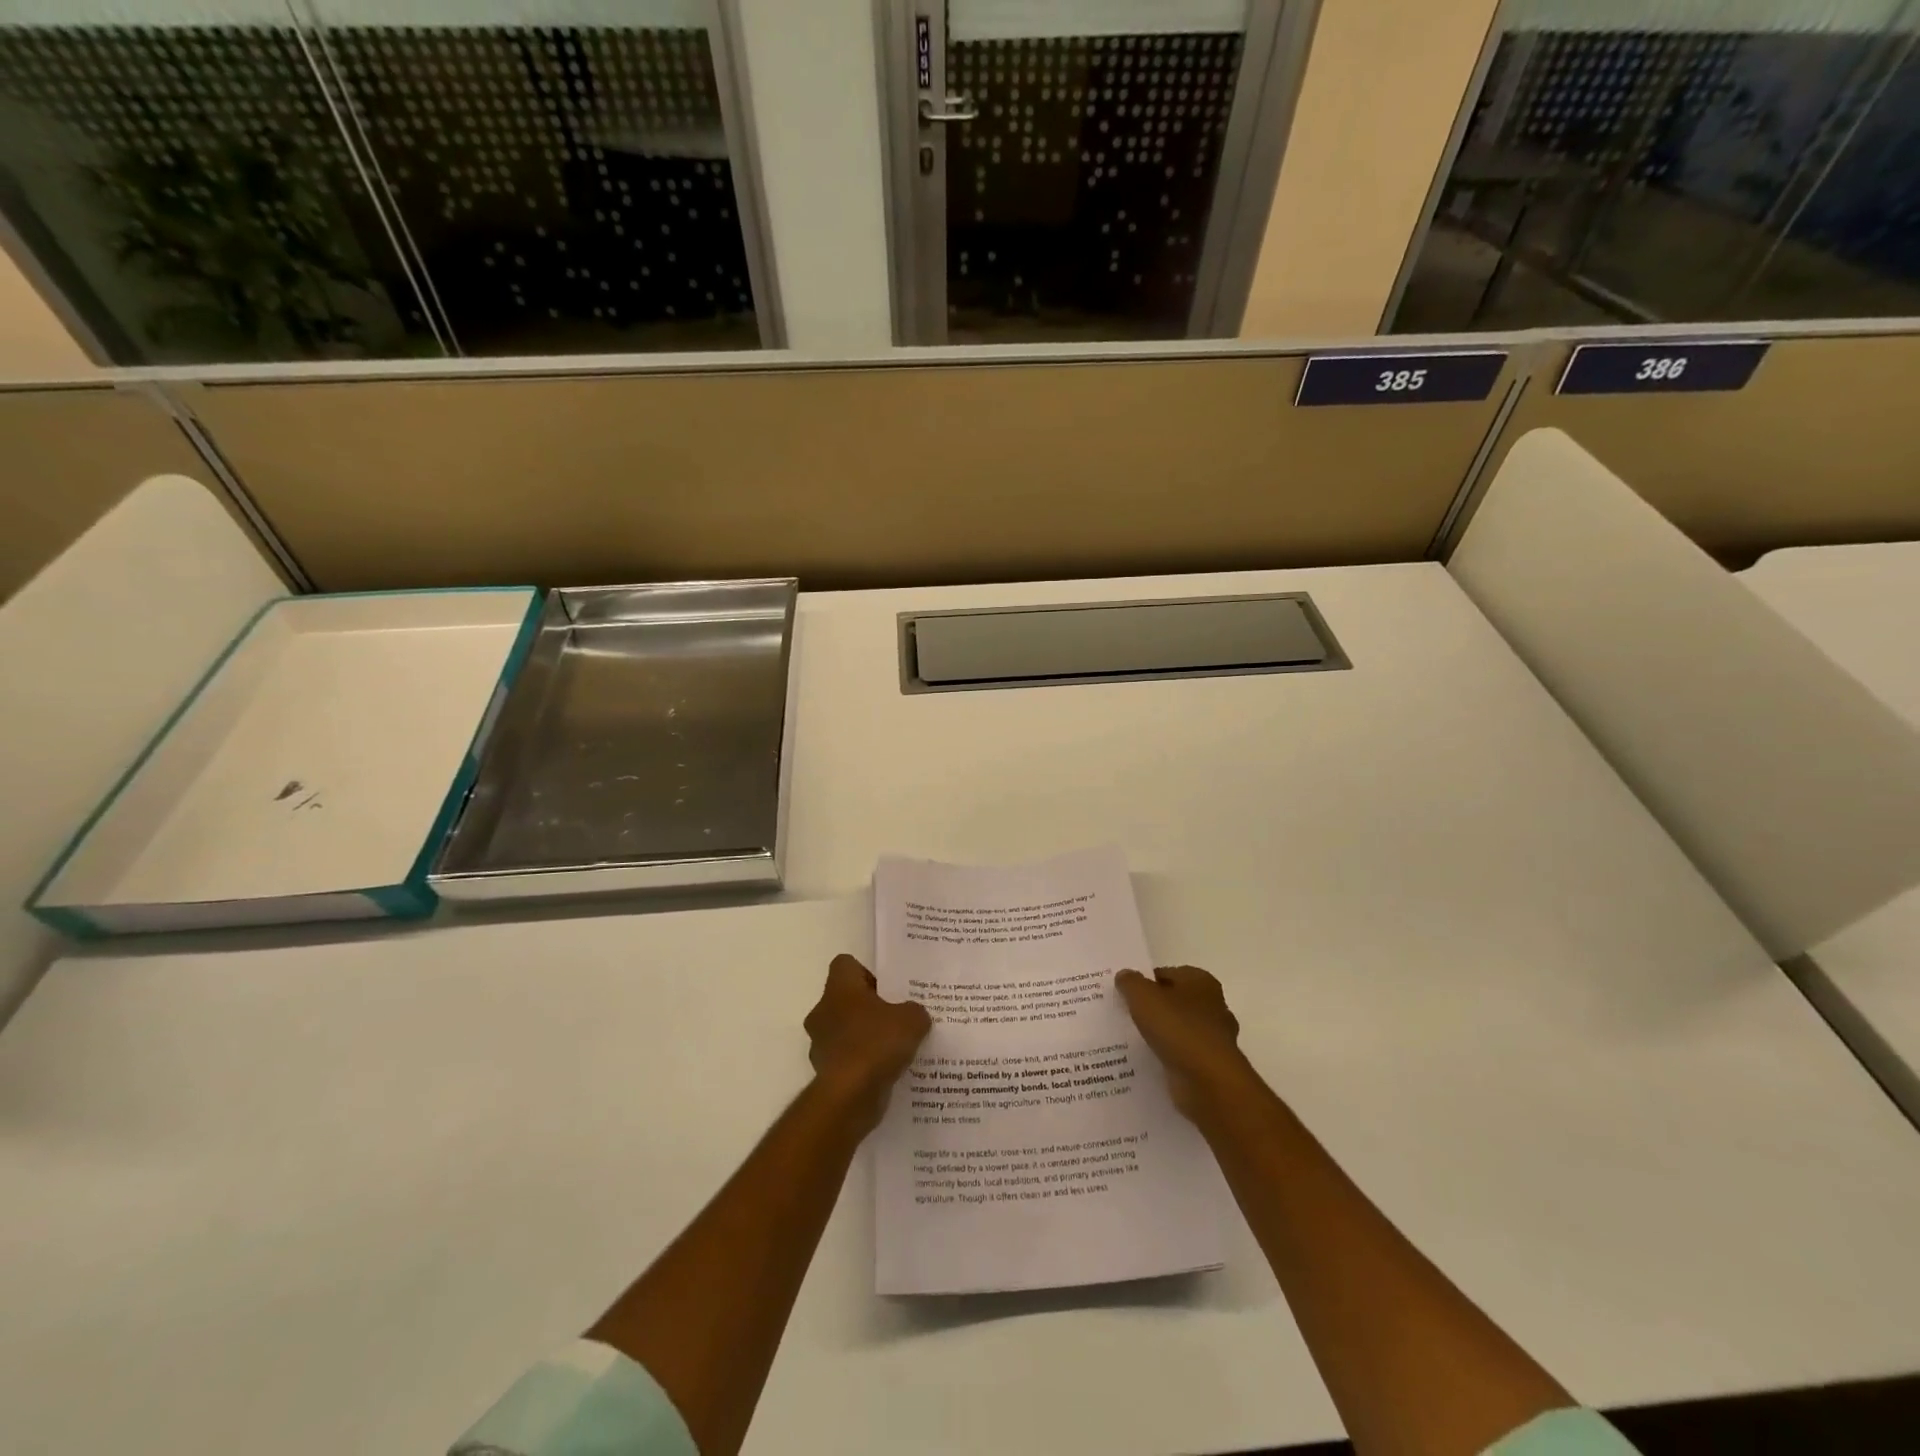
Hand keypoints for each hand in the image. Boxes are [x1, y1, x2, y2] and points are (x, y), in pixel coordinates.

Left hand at [804, 955, 931, 1131]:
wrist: (850, 1096)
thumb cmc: (877, 1043)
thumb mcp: (912, 1019)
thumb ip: (915, 1011)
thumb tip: (913, 1014)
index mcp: (839, 988)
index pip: (845, 965)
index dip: (867, 972)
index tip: (888, 989)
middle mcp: (823, 1011)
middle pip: (846, 999)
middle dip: (870, 1008)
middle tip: (898, 1018)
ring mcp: (821, 1043)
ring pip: (846, 1031)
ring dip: (866, 1037)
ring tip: (896, 1048)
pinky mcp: (825, 1072)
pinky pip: (847, 1059)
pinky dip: (863, 1063)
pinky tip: (887, 1071)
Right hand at [1115, 965, 1251, 1118]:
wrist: (1209, 1083)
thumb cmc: (1178, 1029)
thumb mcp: (1143, 997)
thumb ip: (1130, 982)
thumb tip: (1124, 975)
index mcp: (1201, 981)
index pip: (1166, 974)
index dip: (1144, 982)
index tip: (1123, 993)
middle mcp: (1213, 1005)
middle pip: (1174, 1001)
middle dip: (1152, 1008)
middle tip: (1124, 1014)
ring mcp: (1214, 1038)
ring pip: (1178, 1029)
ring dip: (1160, 1034)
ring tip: (1130, 1039)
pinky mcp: (1211, 1065)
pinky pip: (1182, 1054)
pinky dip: (1167, 1056)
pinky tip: (1148, 1060)